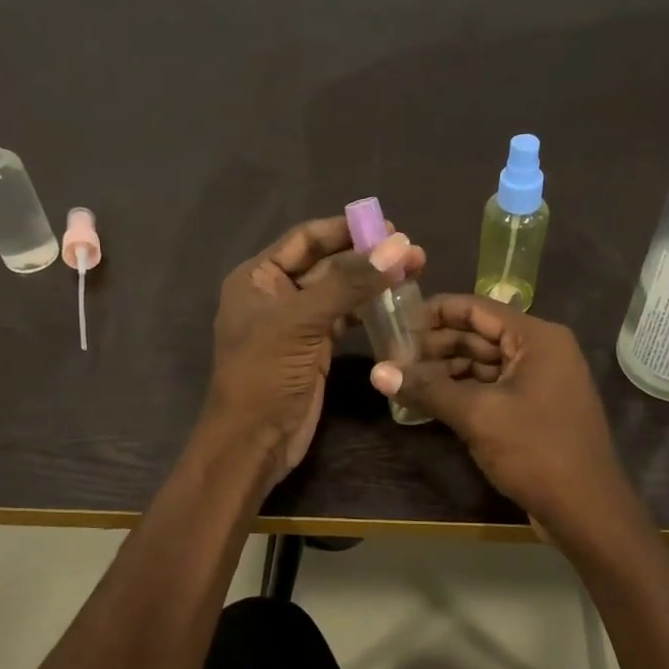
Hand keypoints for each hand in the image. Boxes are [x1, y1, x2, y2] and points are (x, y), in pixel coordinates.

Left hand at [203, 216, 424, 484]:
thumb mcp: (301, 322)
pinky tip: (397, 304)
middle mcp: (276, 294)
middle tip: (413, 253)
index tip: (389, 226)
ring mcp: (297, 323)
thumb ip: (348, 283)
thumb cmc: (264, 375)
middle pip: (327, 263)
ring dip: (372, 283)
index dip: (345, 229)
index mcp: (257, 278)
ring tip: (415, 273)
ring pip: (340, 292)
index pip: (305, 239)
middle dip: (367, 256)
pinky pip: (345, 319)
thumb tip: (397, 247)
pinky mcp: (316, 349)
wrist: (254, 442)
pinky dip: (369, 311)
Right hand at [368, 296, 633, 533]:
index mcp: (536, 338)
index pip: (476, 308)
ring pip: (482, 364)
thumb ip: (428, 388)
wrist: (586, 511)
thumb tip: (377, 372)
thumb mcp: (478, 415)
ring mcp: (539, 381)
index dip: (433, 312)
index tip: (394, 322)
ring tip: (402, 380)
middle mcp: (540, 351)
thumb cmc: (536, 451)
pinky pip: (491, 388)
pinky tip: (428, 401)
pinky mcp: (533, 409)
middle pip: (478, 335)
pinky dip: (461, 392)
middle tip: (391, 357)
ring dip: (444, 371)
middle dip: (435, 345)